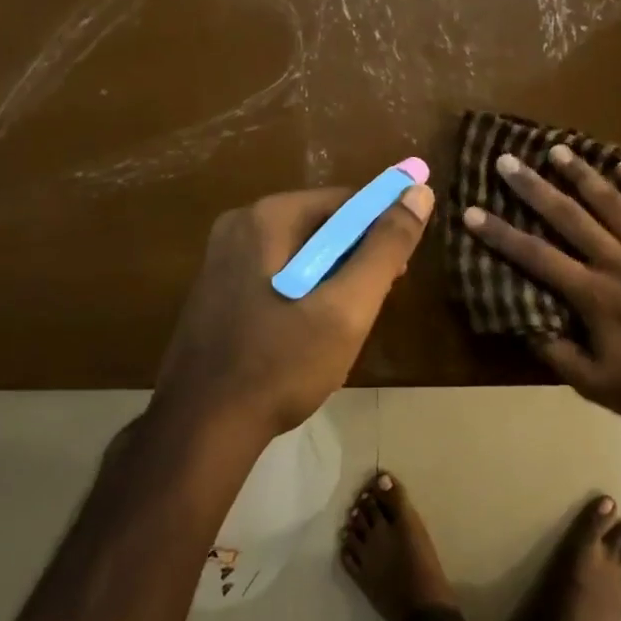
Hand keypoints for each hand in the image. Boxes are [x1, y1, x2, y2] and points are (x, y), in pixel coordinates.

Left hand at [151, 183, 434, 445]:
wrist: (201, 429)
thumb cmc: (281, 364)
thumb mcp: (348, 307)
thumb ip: (386, 247)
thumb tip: (419, 192)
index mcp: (267, 217)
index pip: (346, 200)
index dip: (382, 229)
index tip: (398, 273)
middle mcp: (239, 225)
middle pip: (322, 225)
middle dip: (355, 260)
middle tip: (373, 303)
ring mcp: (222, 259)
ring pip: (301, 254)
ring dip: (332, 281)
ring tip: (343, 327)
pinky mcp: (216, 291)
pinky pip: (276, 275)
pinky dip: (303, 293)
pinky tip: (308, 335)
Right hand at [461, 145, 620, 430]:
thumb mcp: (596, 385)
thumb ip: (557, 352)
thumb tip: (524, 323)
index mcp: (594, 295)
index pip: (536, 257)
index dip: (501, 234)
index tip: (472, 211)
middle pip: (570, 217)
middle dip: (534, 188)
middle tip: (508, 160)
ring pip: (616, 204)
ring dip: (585, 175)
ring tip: (560, 149)